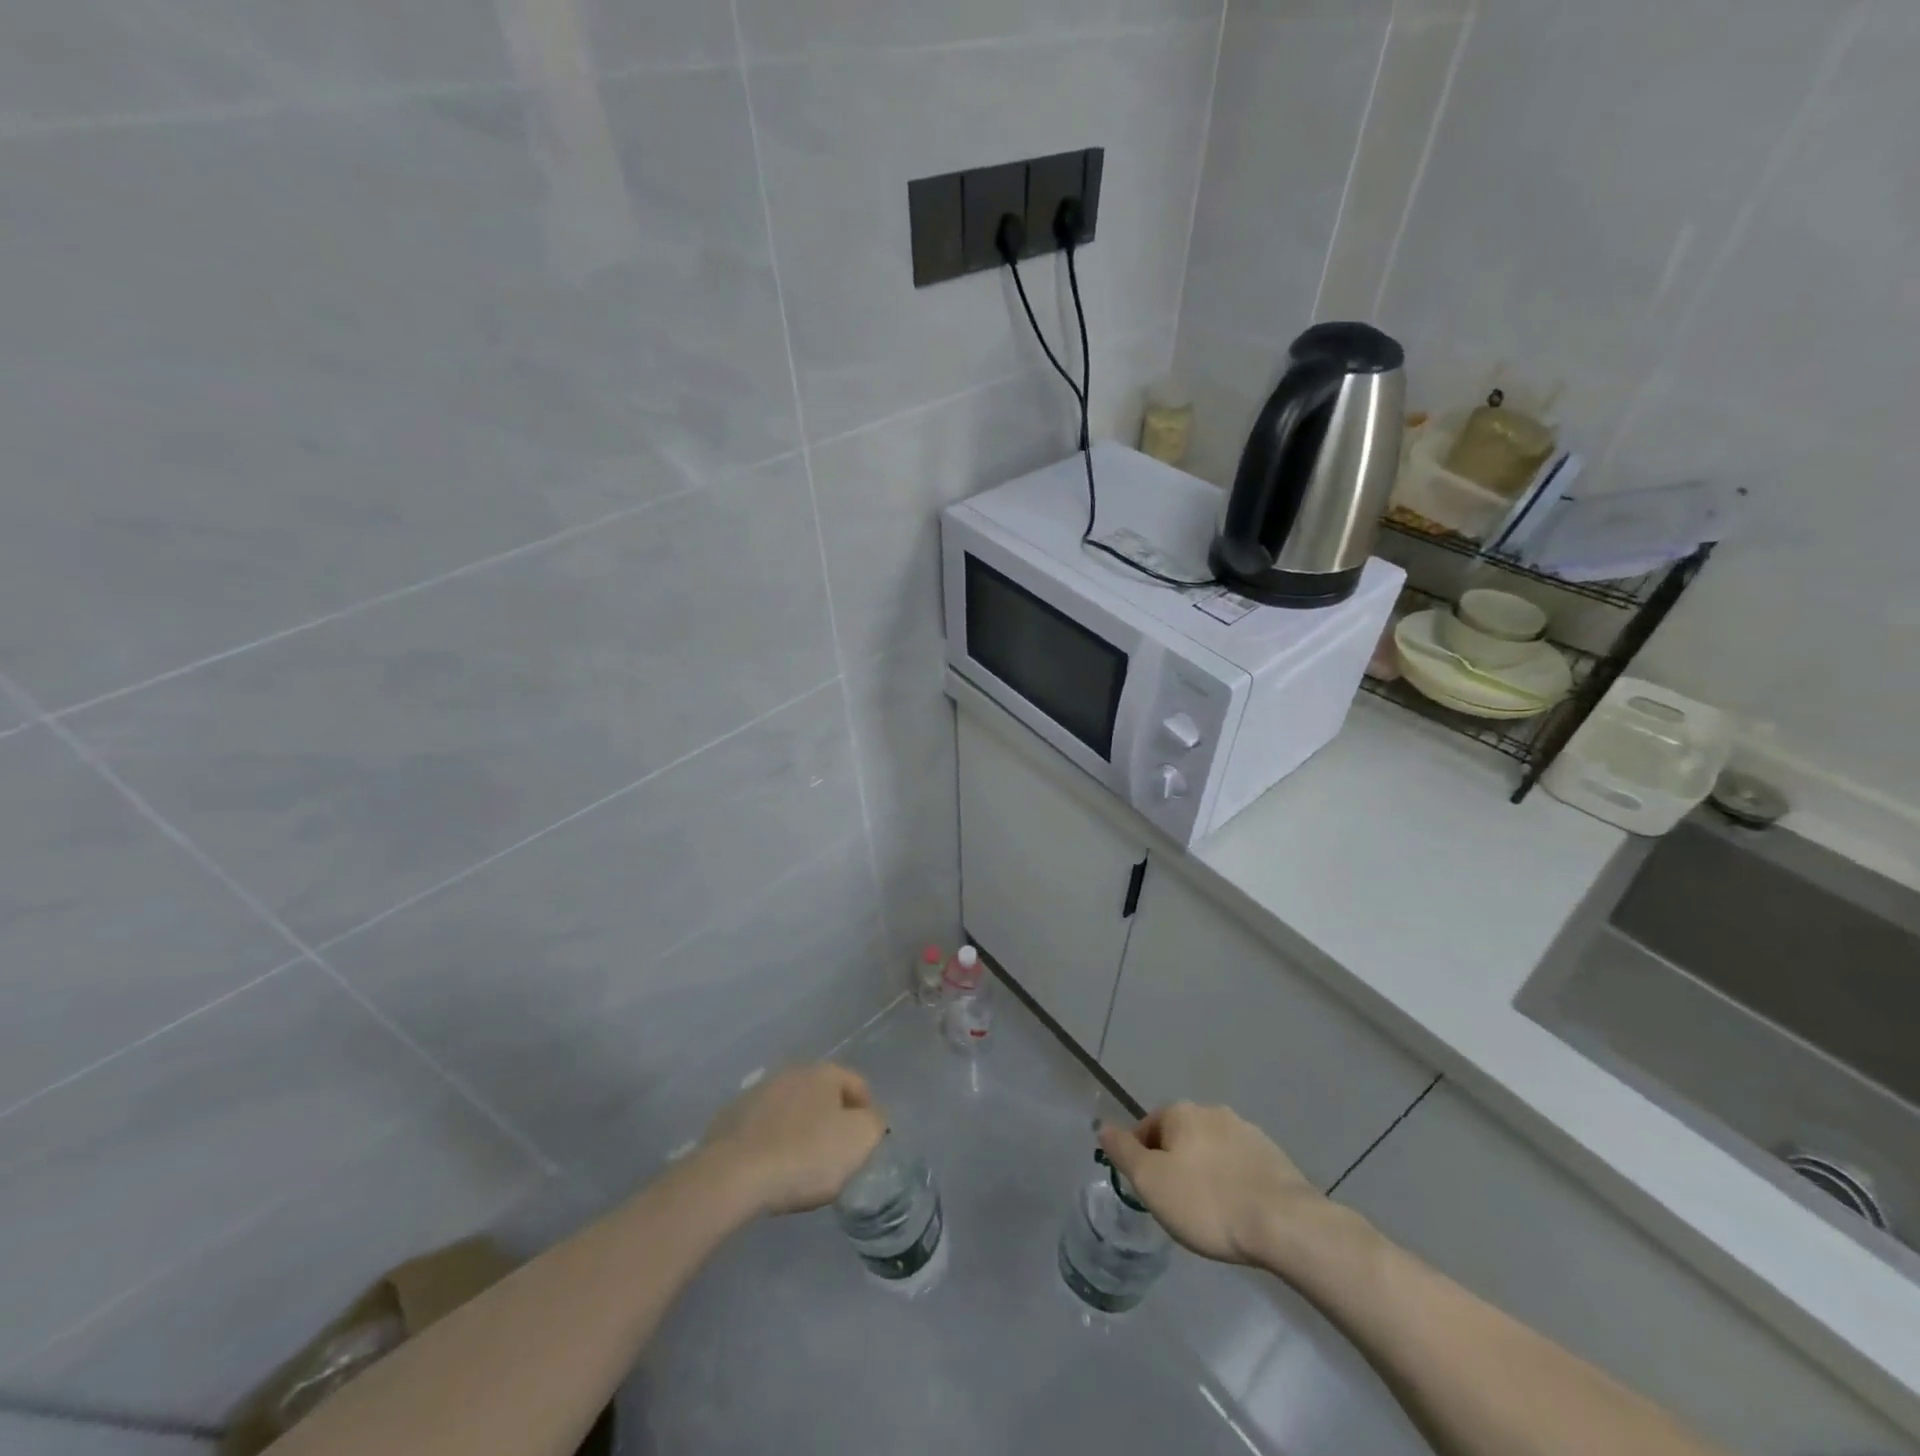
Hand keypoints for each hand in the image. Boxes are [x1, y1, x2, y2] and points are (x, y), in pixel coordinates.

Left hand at [700, 1064, 886, 1216]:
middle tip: (836, 1156)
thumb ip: (874, 1123)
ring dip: (800, 1130)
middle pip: (823, 1096)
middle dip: (832, 1120)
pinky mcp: (730, 1118)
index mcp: (824, 1072)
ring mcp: (758, 1093)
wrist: (733, 1175)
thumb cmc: (805, 1154)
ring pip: (792, 1111)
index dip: (868, 1113)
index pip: (858, 1085)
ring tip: (801, 1166)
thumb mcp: (859, 1140)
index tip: (866, 1146)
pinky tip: (771, 1169)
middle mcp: (791, 1072)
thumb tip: (869, 1119)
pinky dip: (772, 1143)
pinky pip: (764, 1129)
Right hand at [1099, 1103, 1320, 1266]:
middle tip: (1175, 1204)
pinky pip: (1239, 1166)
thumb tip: (1103, 1127)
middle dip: (1174, 1164)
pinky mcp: (1273, 1157)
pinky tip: (1237, 1212)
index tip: (1148, 1192)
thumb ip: (1123, 1152)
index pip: (1147, 1128)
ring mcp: (1246, 1131)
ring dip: (1204, 1172)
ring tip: (1208, 1212)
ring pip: (1211, 1150)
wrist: (1285, 1224)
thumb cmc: (1207, 1202)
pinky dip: (1232, 1182)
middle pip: (1180, 1137)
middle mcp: (1212, 1111)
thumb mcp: (1151, 1182)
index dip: (1141, 1159)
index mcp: (1181, 1112)